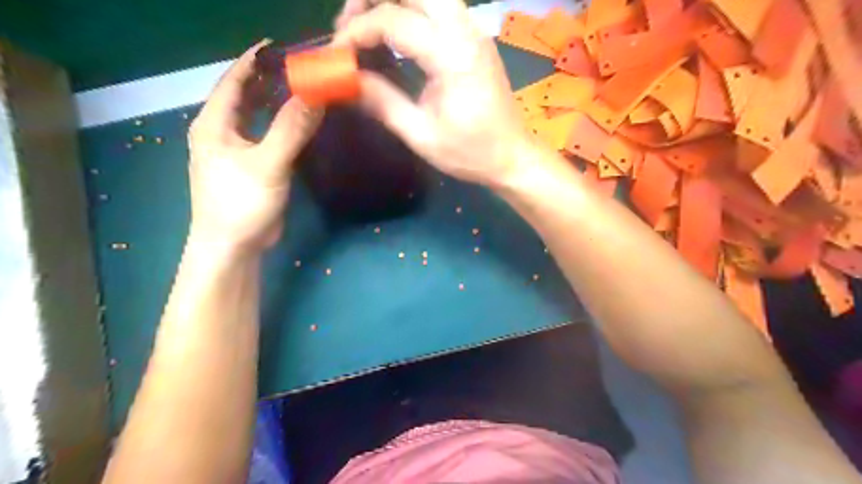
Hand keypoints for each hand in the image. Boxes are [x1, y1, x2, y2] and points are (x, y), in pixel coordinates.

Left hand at [189, 41, 322, 254]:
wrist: (233, 246)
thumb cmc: (241, 202)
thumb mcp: (267, 163)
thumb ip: (290, 129)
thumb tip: (316, 95)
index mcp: (214, 124)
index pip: (233, 81)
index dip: (254, 61)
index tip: (281, 47)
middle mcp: (221, 132)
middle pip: (244, 96)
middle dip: (268, 79)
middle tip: (301, 68)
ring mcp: (236, 150)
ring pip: (256, 117)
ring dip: (275, 102)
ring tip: (304, 90)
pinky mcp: (251, 167)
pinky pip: (266, 136)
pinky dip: (281, 125)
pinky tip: (299, 124)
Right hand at [332, 1, 536, 186]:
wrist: (512, 156)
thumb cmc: (471, 153)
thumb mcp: (422, 135)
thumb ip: (382, 103)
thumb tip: (346, 80)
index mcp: (453, 57)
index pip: (394, 20)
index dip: (357, 31)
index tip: (337, 54)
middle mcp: (465, 31)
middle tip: (349, 27)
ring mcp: (474, 30)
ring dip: (391, 1)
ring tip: (367, 28)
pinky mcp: (475, 37)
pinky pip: (439, 6)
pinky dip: (409, 9)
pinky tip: (394, 35)